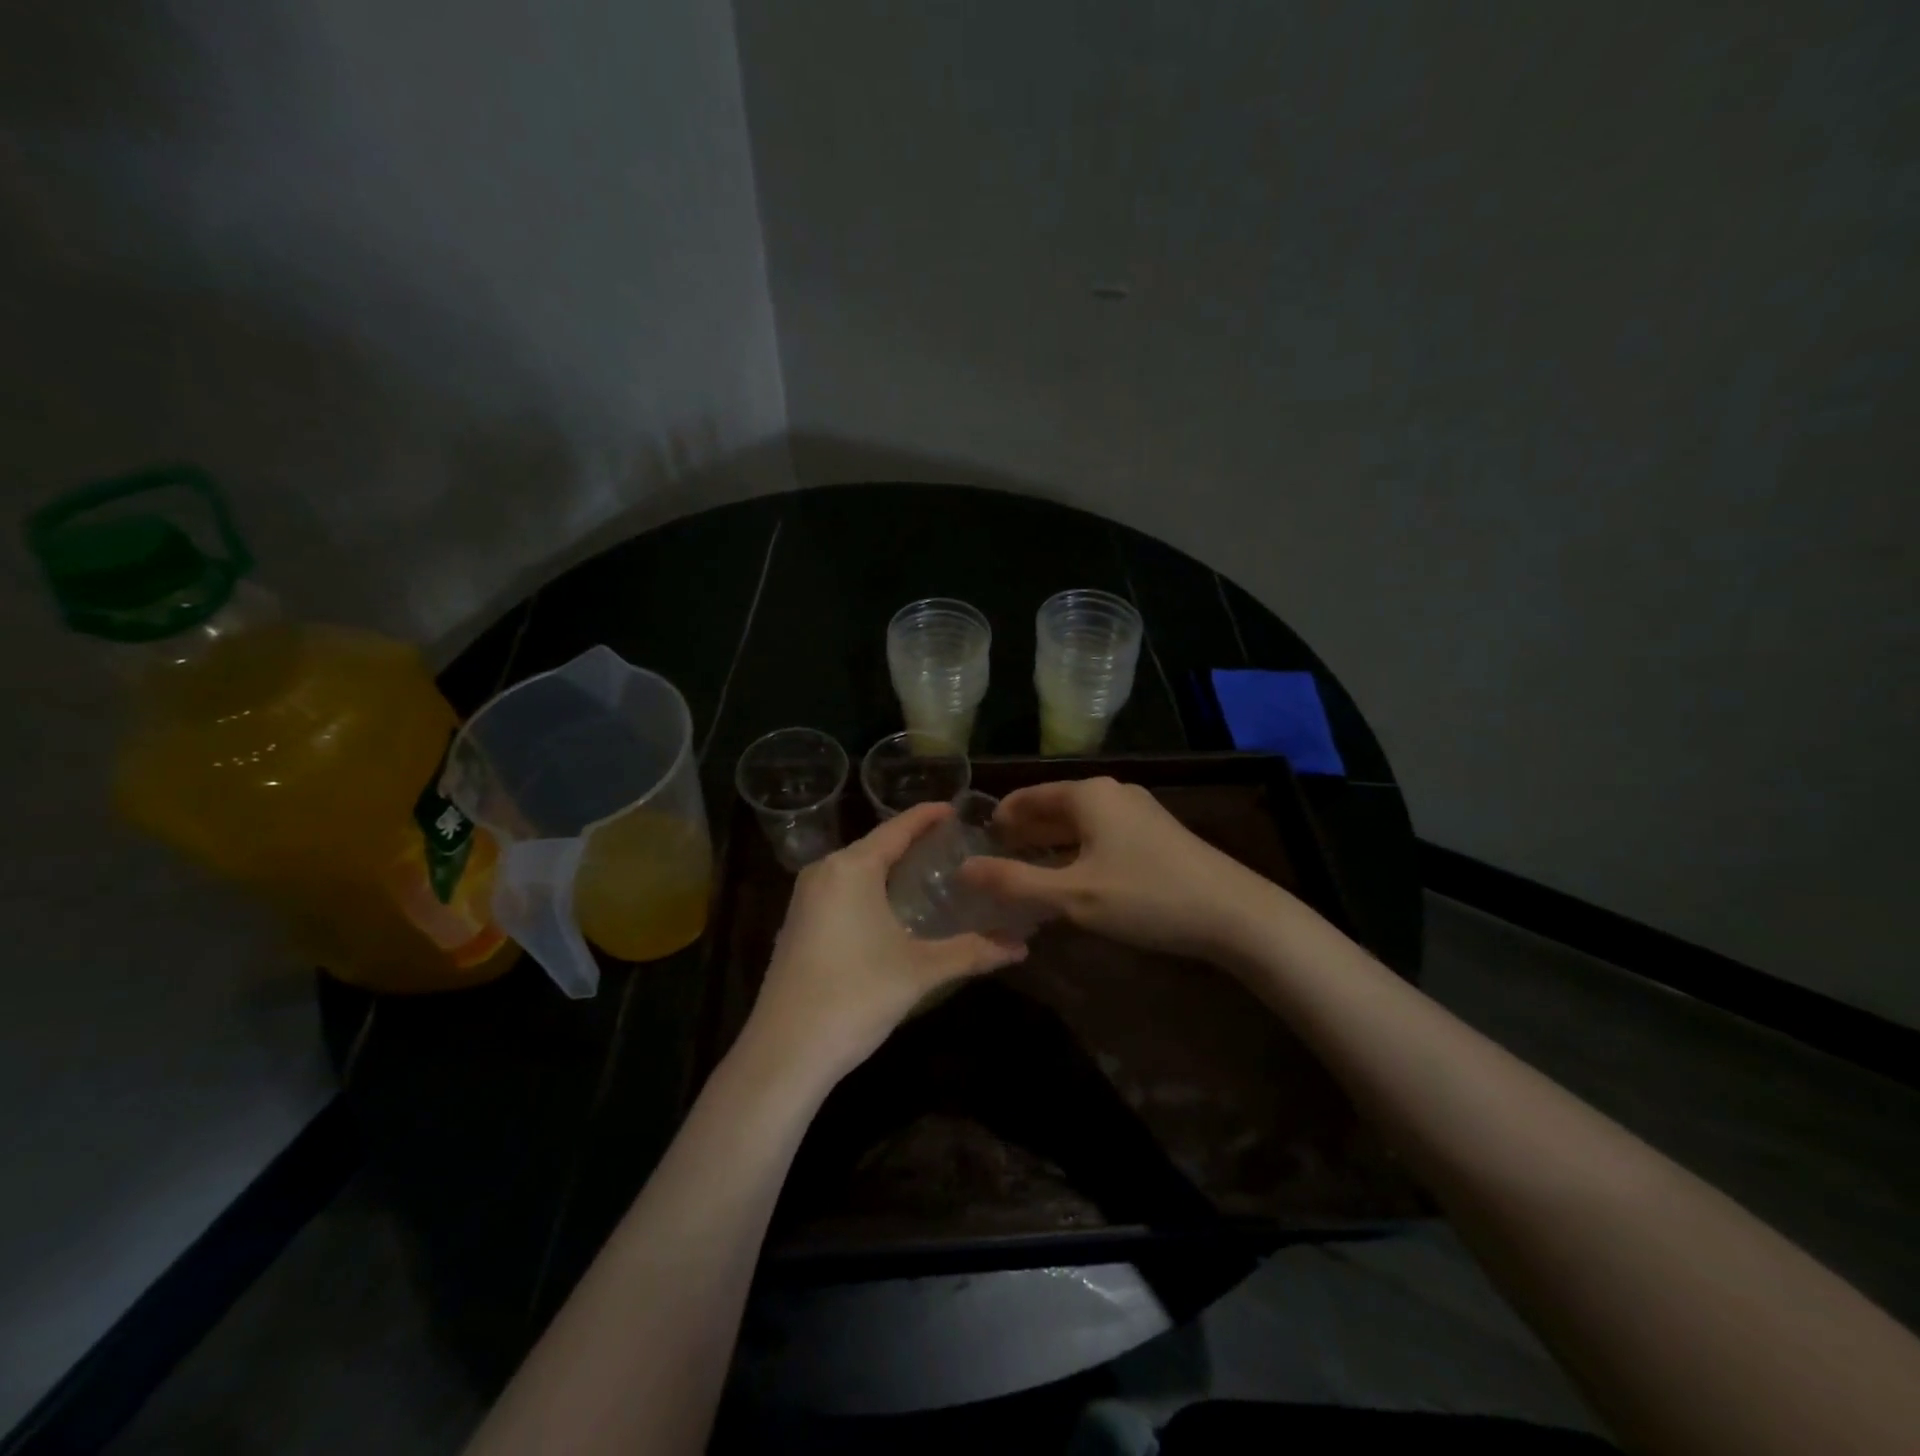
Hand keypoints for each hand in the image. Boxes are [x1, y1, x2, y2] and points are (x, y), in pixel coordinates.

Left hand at [741, 802, 1027, 1085]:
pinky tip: (890, 908)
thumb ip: (972, 952)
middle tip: (952, 844)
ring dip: (889, 867)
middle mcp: (824, 872)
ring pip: (856, 869)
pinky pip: (840, 890)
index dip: (927, 816)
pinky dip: (869, 889)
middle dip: (911, 842)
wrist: (784, 1051)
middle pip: (875, 845)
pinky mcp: (797, 925)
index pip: (897, 828)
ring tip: (928, 872)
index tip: (955, 808)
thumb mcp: (920, 971)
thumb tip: (1021, 946)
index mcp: (852, 868)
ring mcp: (804, 899)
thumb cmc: (856, 996)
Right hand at [958, 777, 1281, 961]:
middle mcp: (1111, 793)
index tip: (974, 847)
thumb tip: (962, 870)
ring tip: (1023, 879)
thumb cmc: (1146, 897)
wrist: (1235, 914)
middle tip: (992, 868)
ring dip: (1048, 848)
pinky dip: (1076, 855)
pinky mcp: (1155, 836)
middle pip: (1052, 809)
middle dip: (1022, 835)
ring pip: (1077, 825)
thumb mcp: (1072, 895)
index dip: (998, 820)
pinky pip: (1100, 837)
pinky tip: (1069, 884)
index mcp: (1088, 794)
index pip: (1027, 797)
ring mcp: (1137, 813)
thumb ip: (1014, 883)